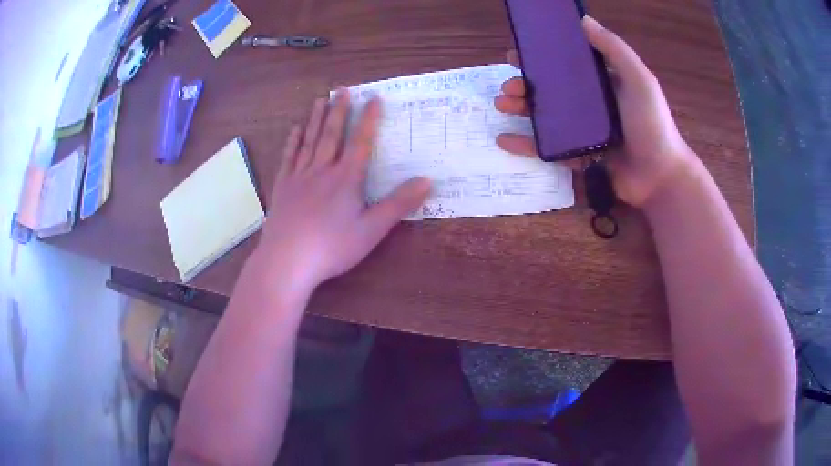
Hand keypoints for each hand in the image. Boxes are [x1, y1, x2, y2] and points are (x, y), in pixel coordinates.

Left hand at [254, 91, 430, 292]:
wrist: (287, 261)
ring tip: (320, 100)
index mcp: (346, 179)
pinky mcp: (282, 187)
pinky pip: (289, 157)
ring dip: (316, 119)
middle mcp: (322, 170)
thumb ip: (398, 204)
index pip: (361, 142)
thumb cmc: (332, 247)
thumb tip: (427, 181)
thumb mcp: (371, 230)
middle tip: (342, 90)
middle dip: (339, 110)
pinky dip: (293, 141)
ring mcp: (299, 177)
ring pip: (309, 141)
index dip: (369, 119)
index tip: (374, 98)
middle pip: (332, 134)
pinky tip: (295, 130)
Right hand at [494, 15, 696, 206]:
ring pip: (545, 116)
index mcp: (602, 83)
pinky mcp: (577, 157)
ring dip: (520, 109)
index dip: (542, 56)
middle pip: (551, 89)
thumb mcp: (639, 80)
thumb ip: (614, 49)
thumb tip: (582, 19)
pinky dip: (525, 144)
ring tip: (502, 104)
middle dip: (525, 84)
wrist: (659, 178)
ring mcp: (583, 131)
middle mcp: (590, 104)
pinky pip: (547, 148)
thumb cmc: (652, 125)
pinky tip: (503, 139)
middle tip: (508, 84)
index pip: (567, 64)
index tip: (519, 52)